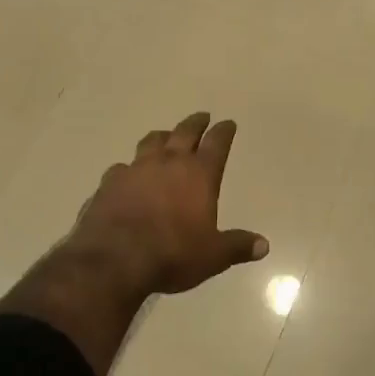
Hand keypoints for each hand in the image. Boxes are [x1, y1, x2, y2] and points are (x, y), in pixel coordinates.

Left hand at [68, 113, 268, 297]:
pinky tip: (126, 175)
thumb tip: (264, 245)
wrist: (115, 259)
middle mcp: (169, 162)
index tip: (228, 123)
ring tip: (165, 136)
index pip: (216, 143)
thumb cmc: (172, 254)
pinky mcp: (110, 182)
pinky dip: (128, 168)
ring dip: (162, 137)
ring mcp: (136, 168)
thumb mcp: (212, 256)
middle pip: (184, 132)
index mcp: (199, 174)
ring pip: (152, 141)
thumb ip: (237, 246)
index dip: (224, 131)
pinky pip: (121, 167)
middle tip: (202, 116)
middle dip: (196, 123)